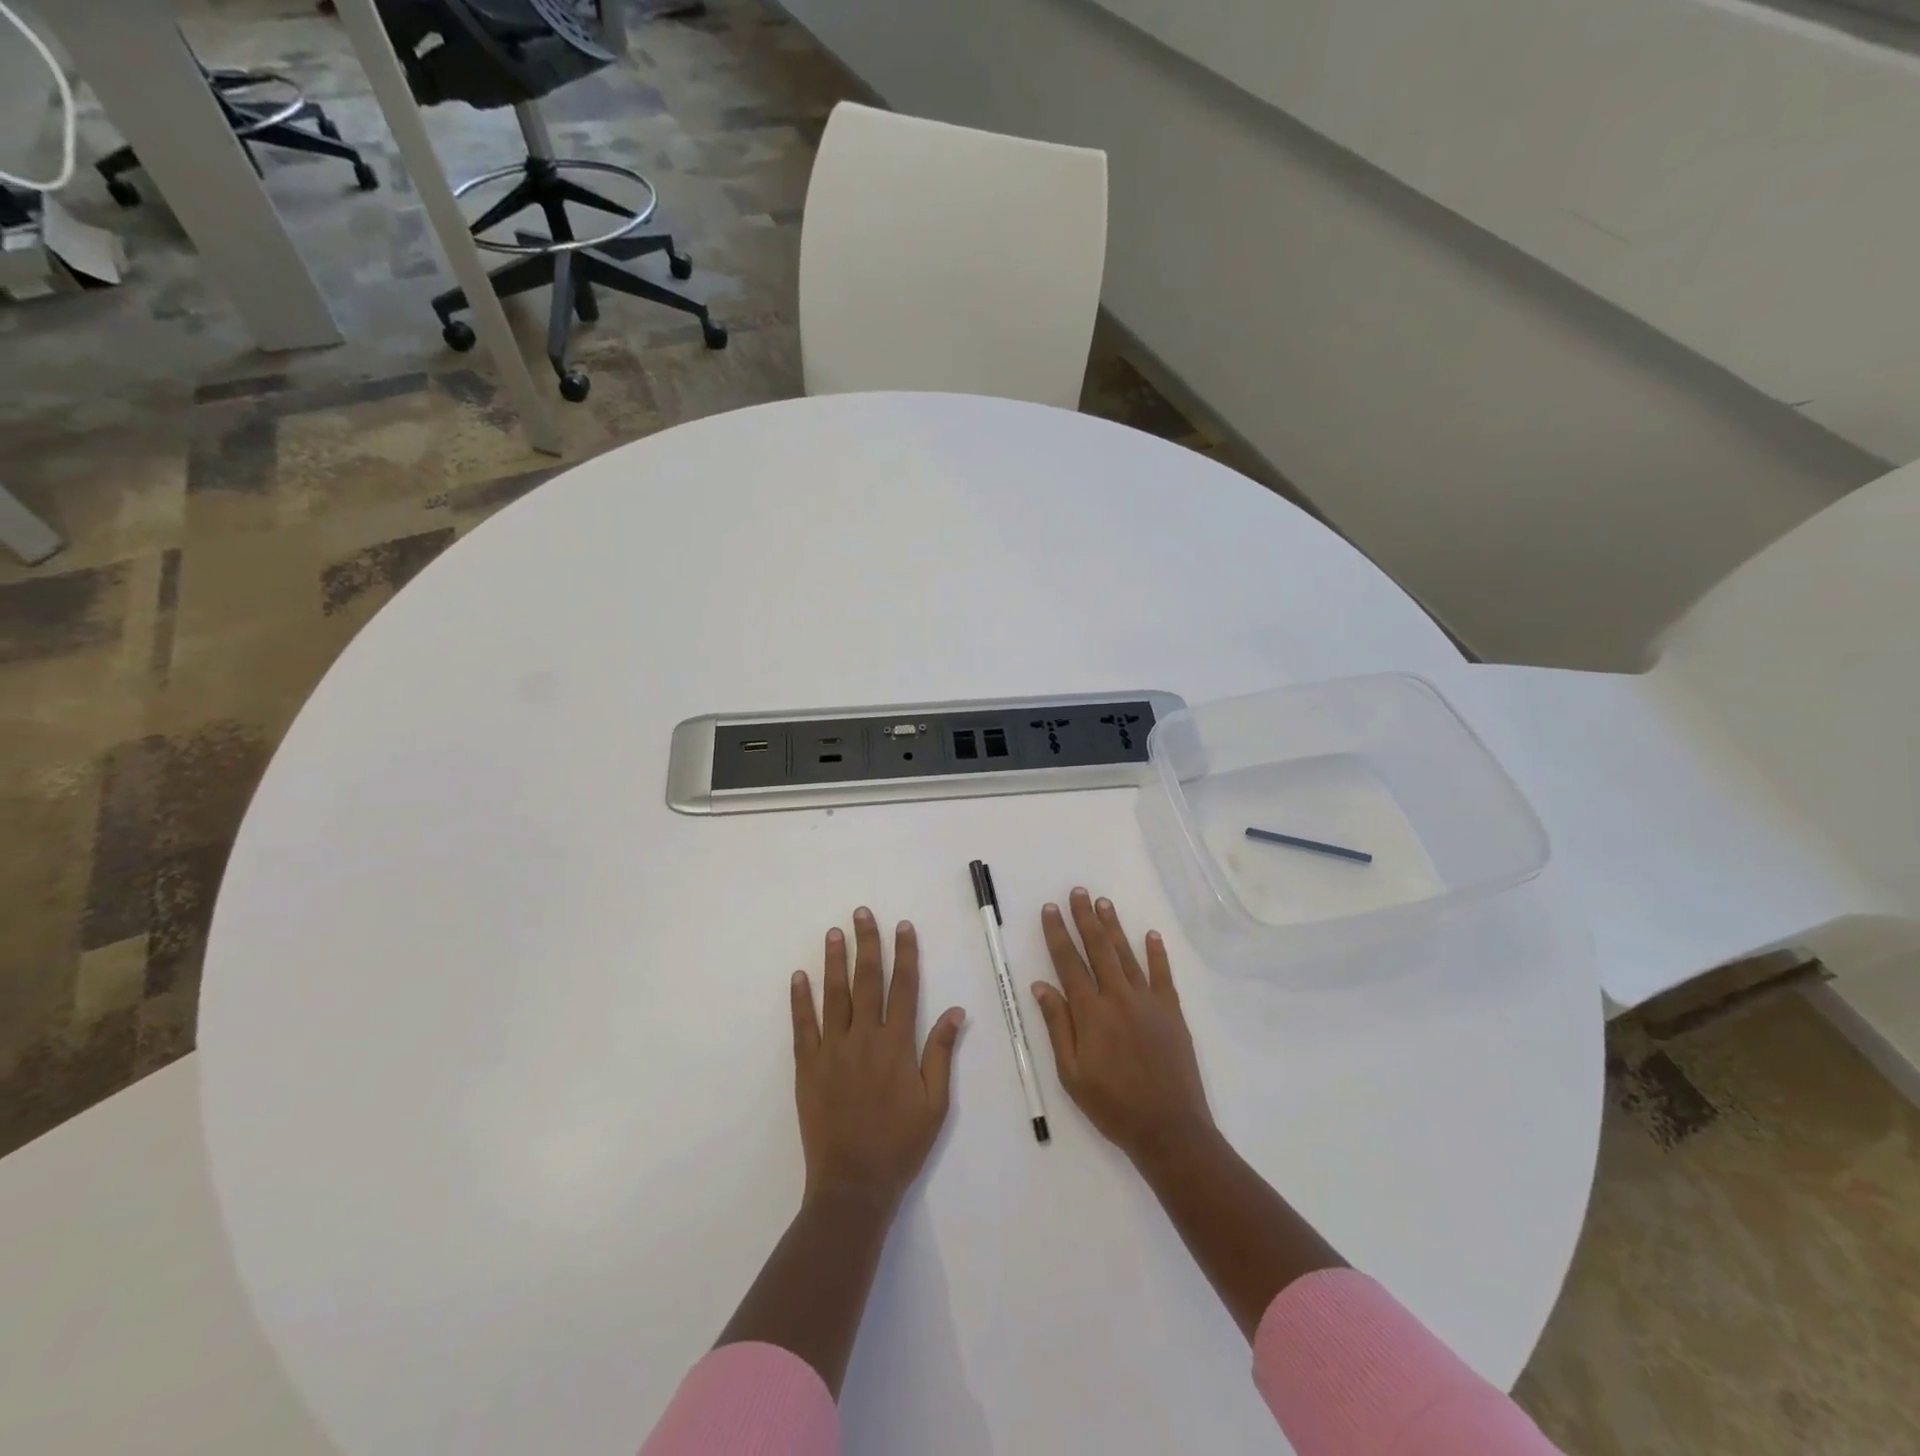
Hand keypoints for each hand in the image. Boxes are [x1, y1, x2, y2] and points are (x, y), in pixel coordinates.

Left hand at [791, 908, 965, 1212]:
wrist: (853, 1184)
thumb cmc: (900, 1144)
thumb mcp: (935, 1104)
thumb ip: (941, 1054)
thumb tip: (956, 1011)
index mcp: (897, 1045)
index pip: (904, 988)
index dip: (905, 954)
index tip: (903, 926)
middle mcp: (864, 1039)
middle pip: (867, 981)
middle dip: (867, 944)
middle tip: (862, 913)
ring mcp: (832, 1051)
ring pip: (834, 996)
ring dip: (834, 961)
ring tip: (834, 932)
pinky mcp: (808, 1067)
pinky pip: (803, 1026)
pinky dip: (800, 1000)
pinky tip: (799, 977)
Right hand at [1032, 888, 1214, 1166]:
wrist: (1168, 1128)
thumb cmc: (1112, 1104)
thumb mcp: (1071, 1073)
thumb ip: (1058, 1025)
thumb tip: (1041, 985)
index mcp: (1091, 1012)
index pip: (1068, 963)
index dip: (1057, 934)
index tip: (1050, 909)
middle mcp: (1118, 997)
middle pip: (1098, 949)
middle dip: (1085, 918)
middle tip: (1078, 892)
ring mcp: (1148, 1002)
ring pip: (1126, 955)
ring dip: (1114, 927)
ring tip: (1104, 902)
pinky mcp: (1171, 1012)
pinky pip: (1162, 974)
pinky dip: (1156, 953)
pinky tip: (1151, 934)